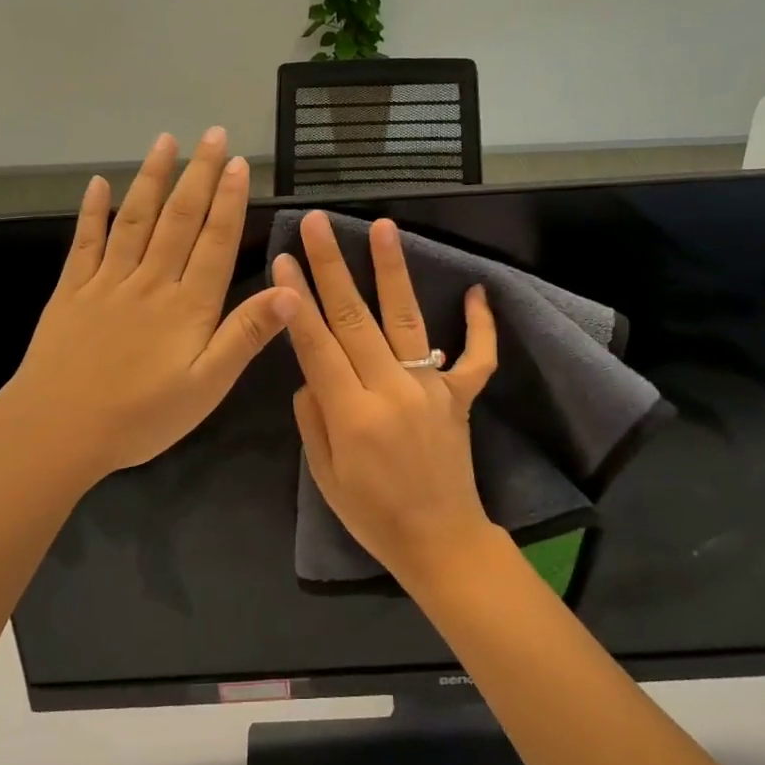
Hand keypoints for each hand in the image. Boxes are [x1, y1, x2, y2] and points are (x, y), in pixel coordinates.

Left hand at [0, 128, 298, 480]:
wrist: (57, 429)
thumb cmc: (140, 416)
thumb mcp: (207, 386)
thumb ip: (246, 335)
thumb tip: (292, 291)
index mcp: (187, 305)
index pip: (214, 241)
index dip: (228, 200)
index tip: (238, 162)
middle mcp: (150, 281)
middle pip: (178, 219)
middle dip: (198, 174)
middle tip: (212, 134)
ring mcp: (107, 282)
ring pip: (135, 219)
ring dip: (152, 178)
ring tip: (166, 141)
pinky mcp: (71, 291)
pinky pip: (85, 242)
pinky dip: (92, 211)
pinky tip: (98, 183)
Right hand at [272, 212, 498, 587]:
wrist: (440, 541)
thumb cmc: (373, 515)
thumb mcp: (325, 476)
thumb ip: (313, 418)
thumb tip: (312, 373)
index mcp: (352, 414)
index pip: (317, 344)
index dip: (297, 300)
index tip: (283, 259)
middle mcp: (391, 390)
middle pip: (355, 318)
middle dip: (331, 266)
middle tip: (317, 223)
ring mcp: (431, 388)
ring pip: (406, 320)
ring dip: (392, 270)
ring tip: (382, 226)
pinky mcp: (461, 396)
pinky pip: (476, 357)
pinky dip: (481, 326)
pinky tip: (478, 291)